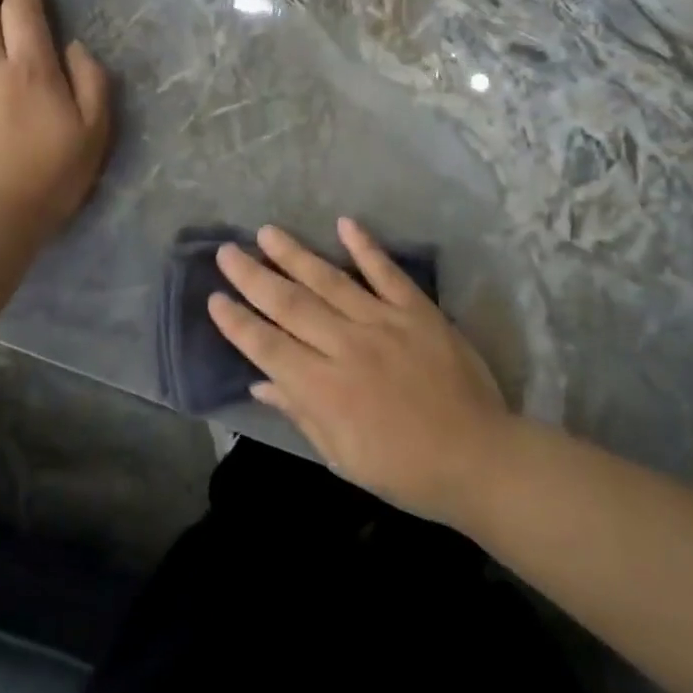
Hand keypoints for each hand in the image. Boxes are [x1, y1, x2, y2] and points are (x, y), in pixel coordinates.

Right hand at [209, 219, 515, 523]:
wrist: (477, 457)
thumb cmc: (404, 468)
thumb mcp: (343, 455)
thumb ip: (301, 412)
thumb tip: (261, 382)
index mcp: (325, 389)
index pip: (268, 347)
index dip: (238, 322)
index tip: (214, 298)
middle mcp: (347, 346)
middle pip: (290, 305)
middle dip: (253, 277)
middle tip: (226, 251)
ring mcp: (384, 322)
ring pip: (329, 281)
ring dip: (295, 254)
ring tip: (267, 232)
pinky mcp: (418, 310)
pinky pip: (387, 272)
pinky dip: (366, 247)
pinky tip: (344, 223)